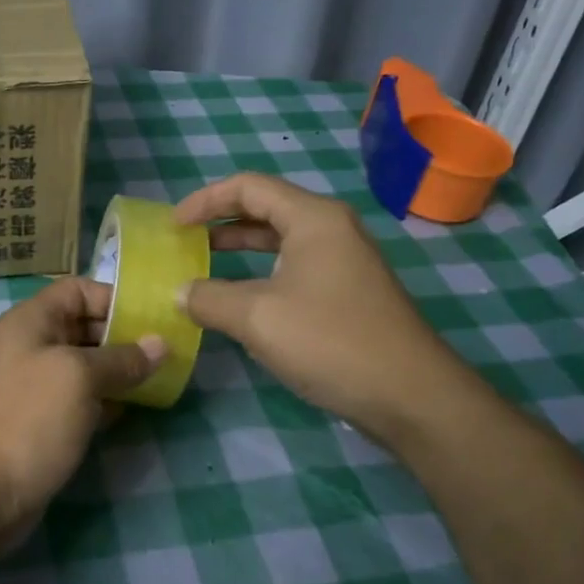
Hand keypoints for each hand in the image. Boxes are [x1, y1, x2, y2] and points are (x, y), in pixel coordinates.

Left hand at [0, 277, 163, 555]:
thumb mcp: (80, 378)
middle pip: (85, 326)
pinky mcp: (44, 421)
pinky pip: (83, 398)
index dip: (113, 298)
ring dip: (121, 371)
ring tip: (162, 379)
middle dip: (124, 337)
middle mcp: (32, 346)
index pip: (77, 290)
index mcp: (31, 322)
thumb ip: (122, 358)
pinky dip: (108, 400)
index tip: (152, 319)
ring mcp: (37, 386)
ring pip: (87, 366)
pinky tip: (136, 408)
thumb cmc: (30, 419)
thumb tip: (161, 344)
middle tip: (168, 352)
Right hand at [174, 173, 456, 439]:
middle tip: (184, 241)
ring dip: (240, 247)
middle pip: (266, 207)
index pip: (248, 187)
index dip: (205, 200)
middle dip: (220, 221)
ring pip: (281, 240)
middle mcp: (331, 228)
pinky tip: (242, 299)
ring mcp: (345, 260)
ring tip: (203, 264)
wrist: (411, 396)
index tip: (172, 226)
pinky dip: (261, 272)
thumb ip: (209, 298)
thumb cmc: (330, 342)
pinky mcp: (349, 291)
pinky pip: (295, 267)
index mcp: (313, 218)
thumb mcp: (257, 317)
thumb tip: (180, 292)